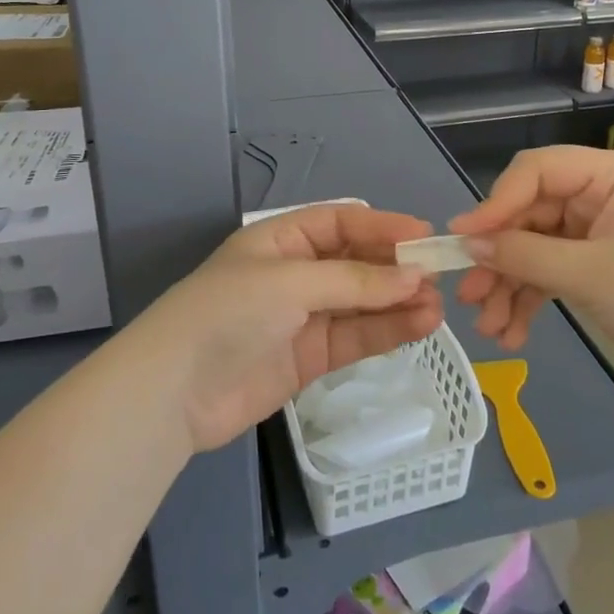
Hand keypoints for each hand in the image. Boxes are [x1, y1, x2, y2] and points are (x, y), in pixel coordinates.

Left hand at [139, 205, 444, 451]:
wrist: (175, 391)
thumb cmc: (229, 312)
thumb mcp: (290, 282)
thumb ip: (354, 281)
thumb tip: (414, 278)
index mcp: (282, 239)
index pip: (341, 222)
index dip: (382, 226)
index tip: (424, 236)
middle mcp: (296, 272)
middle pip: (356, 262)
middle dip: (396, 268)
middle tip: (438, 276)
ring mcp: (304, 316)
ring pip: (362, 303)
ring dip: (398, 302)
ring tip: (437, 306)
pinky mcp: (310, 357)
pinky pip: (356, 337)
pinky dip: (387, 332)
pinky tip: (420, 326)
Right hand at [448, 146, 613, 383]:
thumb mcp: (587, 275)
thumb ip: (523, 256)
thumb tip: (469, 246)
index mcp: (605, 175)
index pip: (534, 173)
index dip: (494, 204)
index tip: (462, 240)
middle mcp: (598, 193)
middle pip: (529, 215)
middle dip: (499, 259)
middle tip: (469, 296)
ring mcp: (597, 229)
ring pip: (535, 247)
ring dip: (510, 286)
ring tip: (490, 328)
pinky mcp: (598, 261)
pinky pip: (552, 269)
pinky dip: (532, 297)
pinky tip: (513, 332)